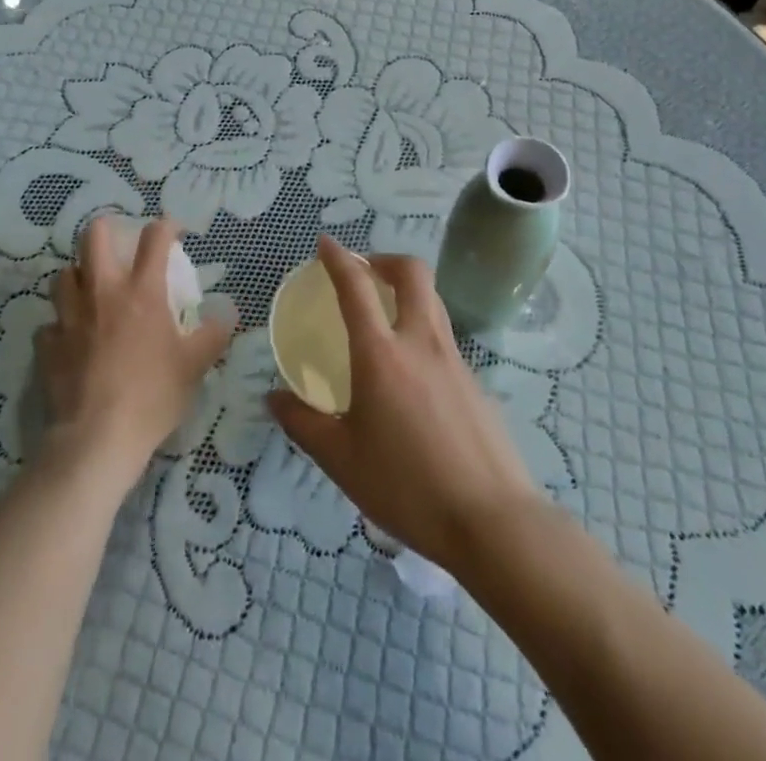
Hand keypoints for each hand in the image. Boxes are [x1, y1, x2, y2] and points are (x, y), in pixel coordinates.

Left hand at [36, 218, 231, 490]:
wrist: (97, 439)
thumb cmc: (152, 396)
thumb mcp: (195, 366)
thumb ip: (213, 334)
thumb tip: (228, 313)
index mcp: (141, 291)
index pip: (154, 238)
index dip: (166, 226)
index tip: (175, 232)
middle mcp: (102, 292)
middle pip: (93, 236)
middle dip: (106, 229)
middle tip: (119, 245)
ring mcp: (69, 316)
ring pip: (63, 275)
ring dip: (77, 276)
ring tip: (90, 290)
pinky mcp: (47, 345)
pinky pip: (49, 324)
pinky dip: (59, 326)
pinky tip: (69, 339)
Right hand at [267, 236, 542, 573]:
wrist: (492, 521)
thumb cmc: (406, 487)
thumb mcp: (341, 460)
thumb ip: (303, 424)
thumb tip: (274, 398)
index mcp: (381, 353)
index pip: (356, 286)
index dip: (338, 258)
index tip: (325, 243)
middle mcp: (420, 342)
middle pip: (412, 273)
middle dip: (385, 260)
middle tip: (365, 272)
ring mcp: (454, 359)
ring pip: (433, 301)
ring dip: (408, 291)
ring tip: (386, 315)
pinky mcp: (476, 382)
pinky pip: (444, 339)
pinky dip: (423, 333)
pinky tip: (413, 376)